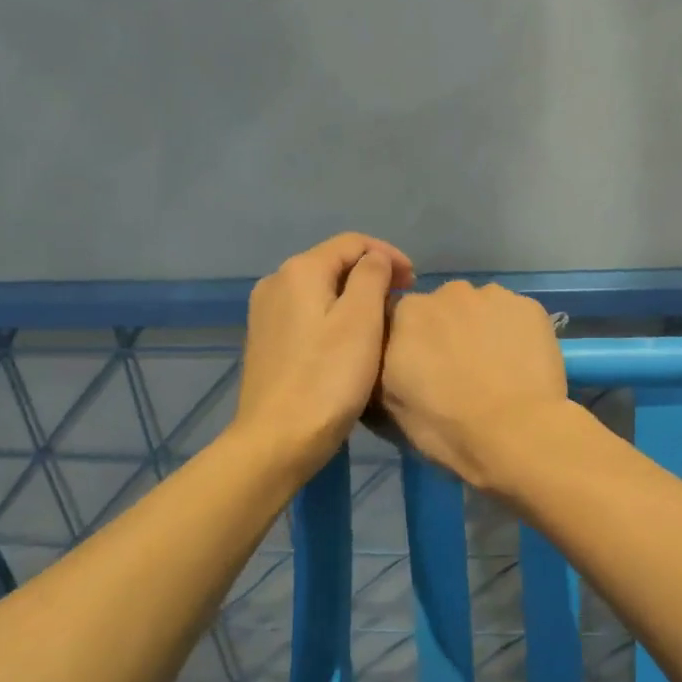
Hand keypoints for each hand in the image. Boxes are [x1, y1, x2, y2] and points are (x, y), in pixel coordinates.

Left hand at [234, 233, 414, 476]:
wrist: (277, 439)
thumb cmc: (327, 378)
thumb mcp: (361, 320)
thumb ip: (372, 277)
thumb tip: (375, 259)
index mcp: (299, 271)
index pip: (352, 243)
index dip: (388, 255)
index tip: (415, 281)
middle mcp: (276, 283)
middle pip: (333, 263)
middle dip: (372, 274)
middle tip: (403, 299)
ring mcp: (266, 313)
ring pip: (321, 289)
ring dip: (354, 296)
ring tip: (382, 319)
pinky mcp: (266, 341)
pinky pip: (307, 313)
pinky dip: (334, 316)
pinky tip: (351, 340)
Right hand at [378, 281, 568, 490]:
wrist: (517, 433)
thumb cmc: (446, 427)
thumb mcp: (391, 406)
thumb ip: (383, 368)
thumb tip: (386, 357)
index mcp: (406, 314)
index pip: (399, 319)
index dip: (410, 344)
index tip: (421, 370)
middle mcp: (447, 292)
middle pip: (442, 308)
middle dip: (446, 332)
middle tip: (459, 371)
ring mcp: (492, 296)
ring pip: (480, 309)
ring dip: (481, 329)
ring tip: (495, 369)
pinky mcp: (530, 306)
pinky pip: (514, 316)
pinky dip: (514, 333)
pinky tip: (521, 364)